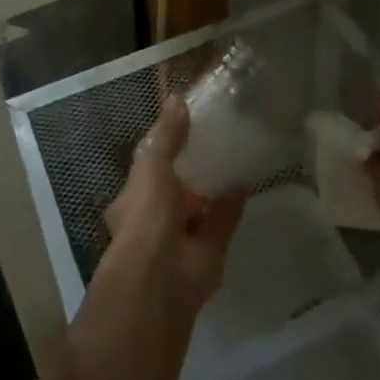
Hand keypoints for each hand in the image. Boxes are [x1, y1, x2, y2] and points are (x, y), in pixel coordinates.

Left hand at [101, 96, 246, 319]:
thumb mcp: (152, 167)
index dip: (164, 147)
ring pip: (199, 207)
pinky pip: (222, 222)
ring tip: (232, 155)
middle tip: (213, 138)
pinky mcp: (208, 252)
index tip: (184, 123)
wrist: (161, 282)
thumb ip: (167, 136)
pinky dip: (232, 205)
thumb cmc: (146, 217)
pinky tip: (246, 182)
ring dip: (213, 188)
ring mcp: (181, 238)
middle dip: (190, 169)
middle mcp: (155, 219)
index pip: (148, 167)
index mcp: (133, 199)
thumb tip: (176, 97)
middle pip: (175, 188)